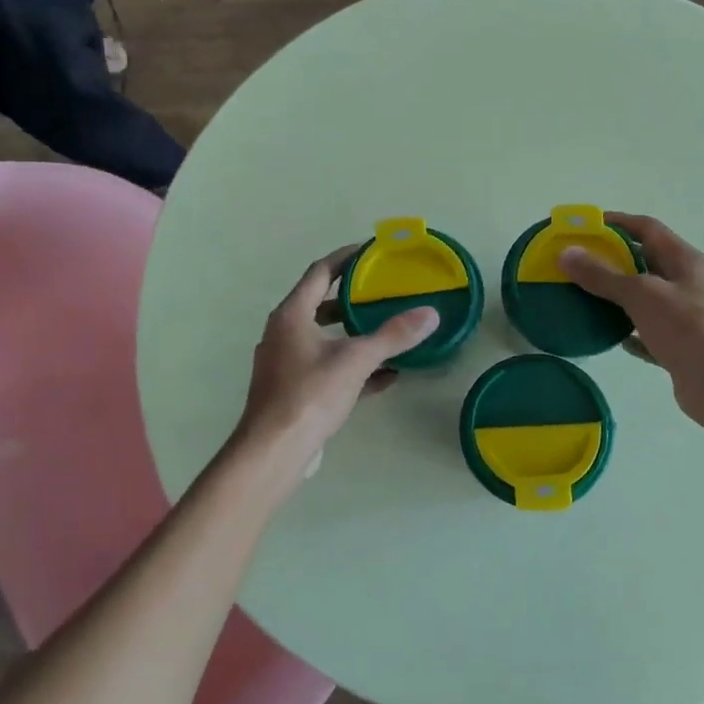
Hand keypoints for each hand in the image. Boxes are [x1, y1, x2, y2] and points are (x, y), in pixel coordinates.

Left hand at [233, 247, 437, 479]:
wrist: (274, 451)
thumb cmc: (309, 395)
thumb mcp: (356, 361)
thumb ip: (393, 336)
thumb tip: (430, 314)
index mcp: (291, 315)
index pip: (320, 272)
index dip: (346, 258)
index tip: (371, 251)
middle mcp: (283, 333)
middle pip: (321, 305)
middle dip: (353, 299)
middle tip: (384, 292)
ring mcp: (286, 364)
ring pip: (325, 339)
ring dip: (354, 334)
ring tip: (388, 331)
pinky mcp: (293, 391)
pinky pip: (327, 368)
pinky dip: (353, 367)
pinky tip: (385, 376)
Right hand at [560, 213, 703, 434]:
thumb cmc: (689, 329)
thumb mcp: (642, 295)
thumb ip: (603, 276)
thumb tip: (566, 254)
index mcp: (687, 261)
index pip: (648, 229)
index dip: (616, 223)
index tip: (583, 227)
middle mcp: (689, 285)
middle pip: (646, 263)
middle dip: (611, 260)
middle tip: (574, 264)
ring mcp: (687, 318)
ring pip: (645, 300)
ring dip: (617, 297)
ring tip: (581, 298)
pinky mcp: (680, 348)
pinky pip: (647, 333)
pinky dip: (628, 332)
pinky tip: (607, 336)